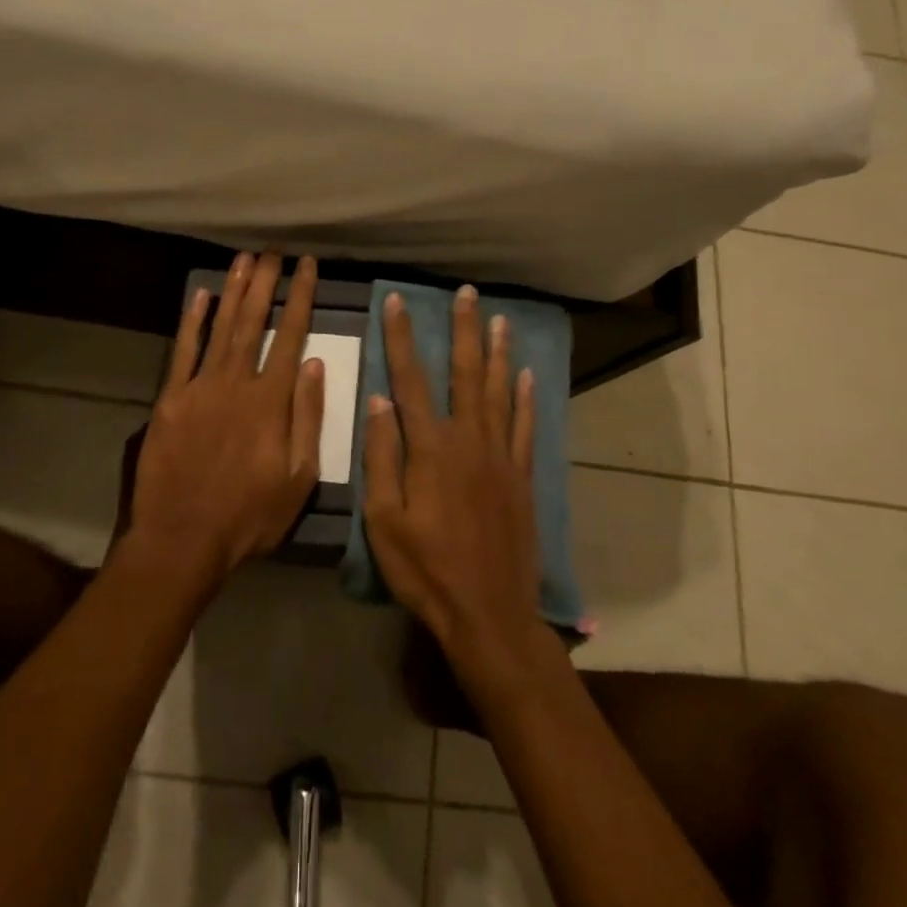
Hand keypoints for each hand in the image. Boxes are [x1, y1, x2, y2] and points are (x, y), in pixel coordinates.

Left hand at [127, 252, 325, 594]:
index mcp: (271, 400)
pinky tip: (201, 295)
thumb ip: (308, 417)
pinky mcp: (170, 399)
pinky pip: (183, 351)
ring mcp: (199, 387)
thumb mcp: (299, 477)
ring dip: (233, 290)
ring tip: (244, 258)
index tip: (307, 266)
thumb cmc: (249, 515)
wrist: (182, 539)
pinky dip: (192, 321)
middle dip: (265, 281)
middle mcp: (236, 382)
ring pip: (220, 327)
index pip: (291, 335)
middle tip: (273, 249)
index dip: (300, 297)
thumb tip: (314, 364)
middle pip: (253, 321)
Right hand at [362, 286, 543, 678]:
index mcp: (430, 448)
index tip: (398, 302)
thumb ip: (381, 457)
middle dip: (463, 330)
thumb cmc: (426, 570)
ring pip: (500, 392)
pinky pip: (525, 428)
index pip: (410, 380)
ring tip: (500, 319)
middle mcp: (469, 440)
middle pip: (465, 374)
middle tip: (467, 293)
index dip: (402, 338)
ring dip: (498, 353)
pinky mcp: (522, 477)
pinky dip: (526, 399)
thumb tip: (378, 400)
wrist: (488, 612)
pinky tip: (528, 376)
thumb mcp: (384, 520)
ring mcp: (501, 457)